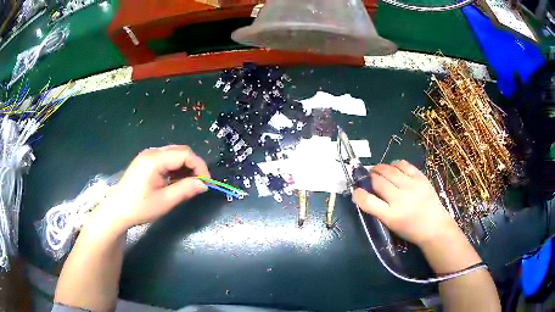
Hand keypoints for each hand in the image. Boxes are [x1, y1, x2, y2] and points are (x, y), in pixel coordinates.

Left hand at [93, 145, 209, 232]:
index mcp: (155, 159)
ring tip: (189, 185)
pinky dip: (175, 169)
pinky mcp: (145, 162)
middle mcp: (152, 152)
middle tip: (199, 184)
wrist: (116, 211)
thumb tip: (204, 184)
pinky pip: (166, 160)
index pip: (185, 154)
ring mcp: (147, 156)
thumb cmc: (139, 207)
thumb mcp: (165, 201)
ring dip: (185, 167)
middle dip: (193, 166)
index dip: (199, 166)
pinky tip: (176, 182)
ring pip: (174, 154)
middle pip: (180, 151)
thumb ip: (185, 190)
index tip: (206, 183)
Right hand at [353, 160, 459, 246]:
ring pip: (389, 170)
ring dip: (380, 168)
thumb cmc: (410, 230)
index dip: (359, 194)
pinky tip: (393, 167)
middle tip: (368, 177)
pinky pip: (404, 164)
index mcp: (391, 216)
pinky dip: (395, 164)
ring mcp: (412, 186)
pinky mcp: (421, 178)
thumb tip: (365, 194)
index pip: (368, 202)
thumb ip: (378, 210)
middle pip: (378, 182)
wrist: (434, 226)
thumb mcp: (391, 225)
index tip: (356, 191)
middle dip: (370, 177)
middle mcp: (400, 199)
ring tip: (378, 170)